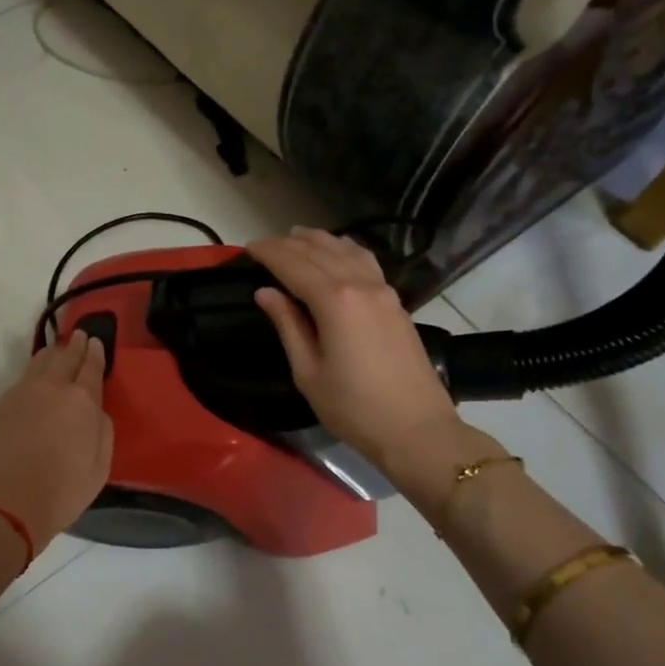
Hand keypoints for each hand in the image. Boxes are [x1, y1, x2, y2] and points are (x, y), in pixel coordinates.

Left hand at [0, 332, 113, 552]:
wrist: (2, 504)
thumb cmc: (60, 492)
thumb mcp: (99, 468)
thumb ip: (102, 432)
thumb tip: (96, 412)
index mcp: (82, 401)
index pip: (91, 367)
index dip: (95, 353)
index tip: (96, 341)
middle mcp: (51, 388)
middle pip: (65, 357)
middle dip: (75, 345)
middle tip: (79, 336)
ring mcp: (21, 394)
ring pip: (39, 363)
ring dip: (51, 353)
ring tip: (56, 350)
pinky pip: (21, 380)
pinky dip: (32, 373)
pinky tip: (33, 380)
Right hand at [247, 227, 458, 469]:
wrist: (416, 429)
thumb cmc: (353, 407)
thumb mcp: (308, 372)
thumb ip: (288, 325)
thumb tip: (266, 292)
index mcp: (334, 301)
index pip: (294, 264)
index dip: (269, 253)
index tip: (248, 247)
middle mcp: (360, 285)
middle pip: (319, 251)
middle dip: (289, 243)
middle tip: (264, 244)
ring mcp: (383, 291)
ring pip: (347, 250)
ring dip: (319, 240)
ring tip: (297, 236)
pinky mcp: (396, 302)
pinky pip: (366, 261)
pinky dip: (346, 249)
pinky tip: (338, 251)